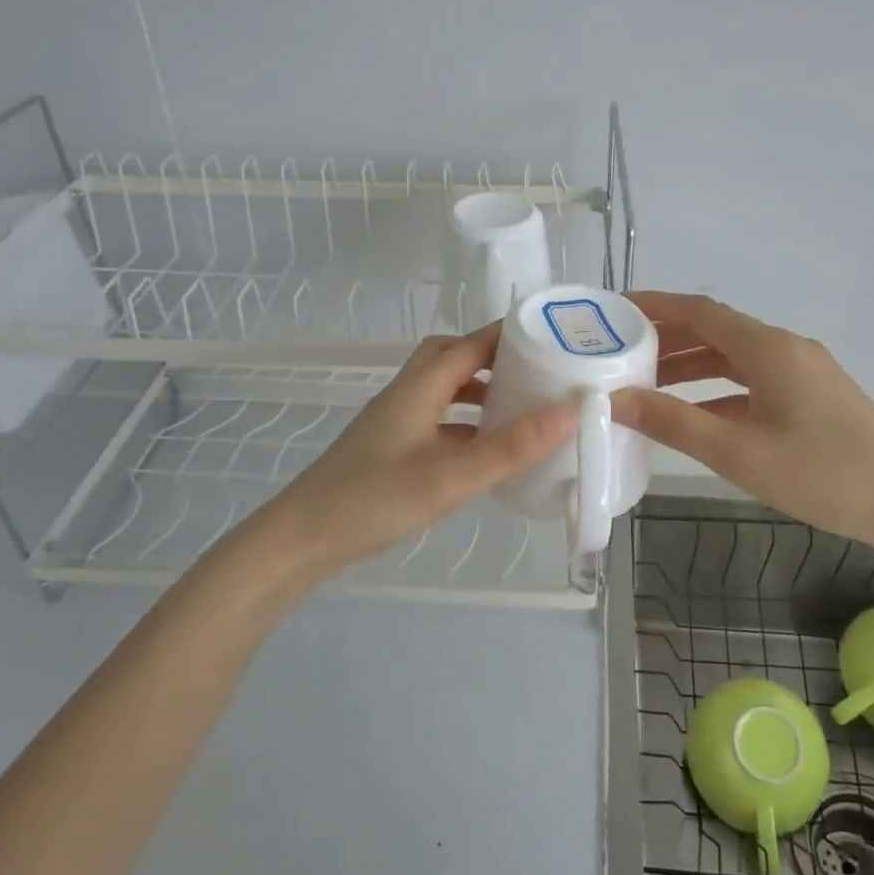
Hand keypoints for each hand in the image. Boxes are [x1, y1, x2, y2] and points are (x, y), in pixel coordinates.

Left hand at [265, 324, 578, 574]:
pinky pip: (437, 419)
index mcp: (421, 386)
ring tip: (519, 409)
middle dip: (495, 359)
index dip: (511, 335)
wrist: (303, 539)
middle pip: (453, 357)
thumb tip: (570, 411)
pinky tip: (484, 451)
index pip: (472, 343)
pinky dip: (464, 423)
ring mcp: (395, 421)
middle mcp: (407, 393)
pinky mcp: (390, 447)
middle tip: (536, 374)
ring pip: (444, 389)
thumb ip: (511, 447)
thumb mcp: (452, 476)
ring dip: (480, 391)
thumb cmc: (375, 499)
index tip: (554, 338)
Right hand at [611, 292, 873, 554]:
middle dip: (666, 338)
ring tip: (647, 383)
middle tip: (619, 353)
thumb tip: (614, 399)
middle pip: (714, 330)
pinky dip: (718, 388)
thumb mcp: (737, 452)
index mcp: (767, 348)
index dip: (654, 306)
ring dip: (690, 365)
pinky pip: (753, 379)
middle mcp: (784, 347)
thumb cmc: (822, 474)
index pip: (698, 311)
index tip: (613, 311)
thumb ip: (672, 423)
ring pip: (733, 357)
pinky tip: (697, 414)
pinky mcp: (812, 395)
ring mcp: (802, 371)